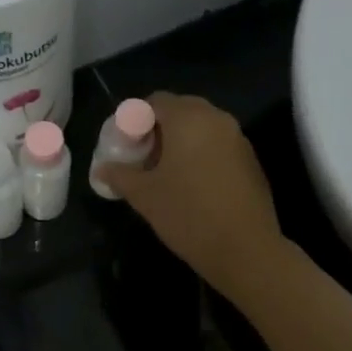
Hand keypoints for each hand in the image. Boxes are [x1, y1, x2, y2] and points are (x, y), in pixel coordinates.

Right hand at [95, 93, 287, 296]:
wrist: (245, 249)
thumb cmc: (188, 214)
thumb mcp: (145, 196)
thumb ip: (120, 175)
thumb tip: (101, 169)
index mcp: (188, 119)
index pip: (155, 101)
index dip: (134, 119)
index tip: (123, 145)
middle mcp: (216, 119)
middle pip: (180, 109)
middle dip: (157, 128)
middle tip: (141, 156)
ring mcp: (238, 138)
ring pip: (201, 126)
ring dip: (180, 140)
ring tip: (163, 171)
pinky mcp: (250, 160)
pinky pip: (218, 144)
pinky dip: (200, 152)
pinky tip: (190, 182)